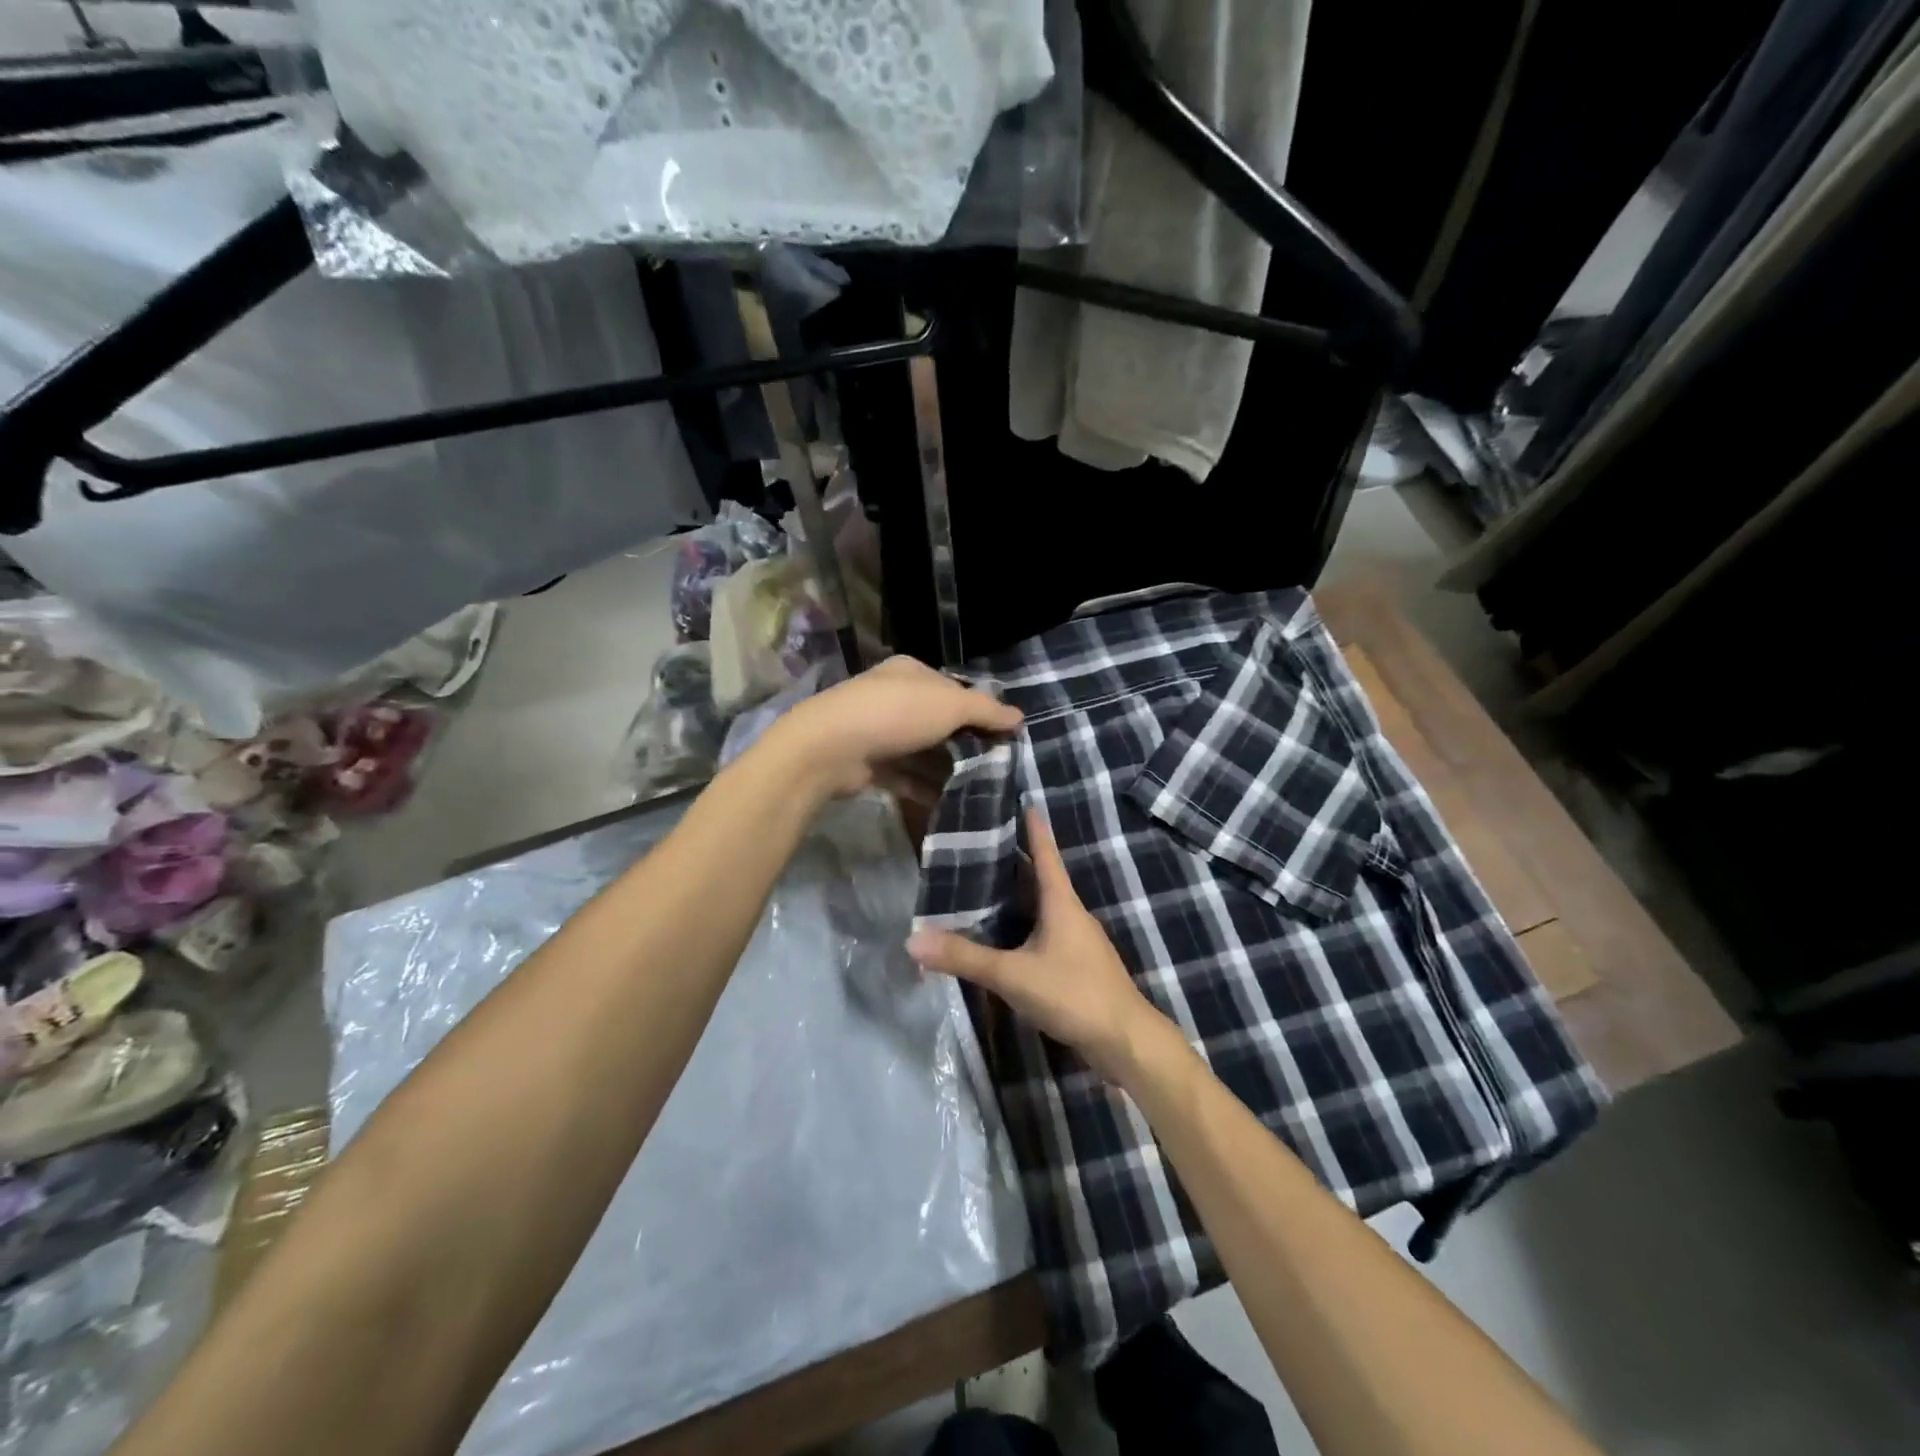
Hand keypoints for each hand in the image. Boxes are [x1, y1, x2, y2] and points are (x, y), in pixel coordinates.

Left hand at [768, 655, 1021, 799]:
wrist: (831, 748)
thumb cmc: (896, 714)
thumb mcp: (950, 705)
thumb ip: (986, 710)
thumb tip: (1019, 717)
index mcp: (911, 673)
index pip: (954, 688)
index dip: (980, 710)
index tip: (1005, 736)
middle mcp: (894, 698)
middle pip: (939, 721)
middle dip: (966, 743)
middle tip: (996, 766)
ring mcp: (879, 732)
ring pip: (923, 752)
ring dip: (947, 769)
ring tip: (981, 788)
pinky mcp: (869, 765)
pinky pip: (906, 777)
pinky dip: (926, 789)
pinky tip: (951, 803)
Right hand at [908, 809, 1177, 1084]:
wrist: (1125, 1041)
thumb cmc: (1073, 994)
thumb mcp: (1013, 975)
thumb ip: (964, 957)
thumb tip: (912, 939)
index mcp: (1062, 903)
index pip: (1046, 854)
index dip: (1033, 828)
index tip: (1024, 802)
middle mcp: (1073, 914)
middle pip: (1043, 878)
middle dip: (1017, 860)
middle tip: (983, 844)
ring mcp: (1080, 941)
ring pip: (1046, 906)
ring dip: (1021, 894)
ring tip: (988, 886)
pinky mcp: (1080, 965)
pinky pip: (1049, 931)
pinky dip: (1027, 923)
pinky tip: (1009, 936)